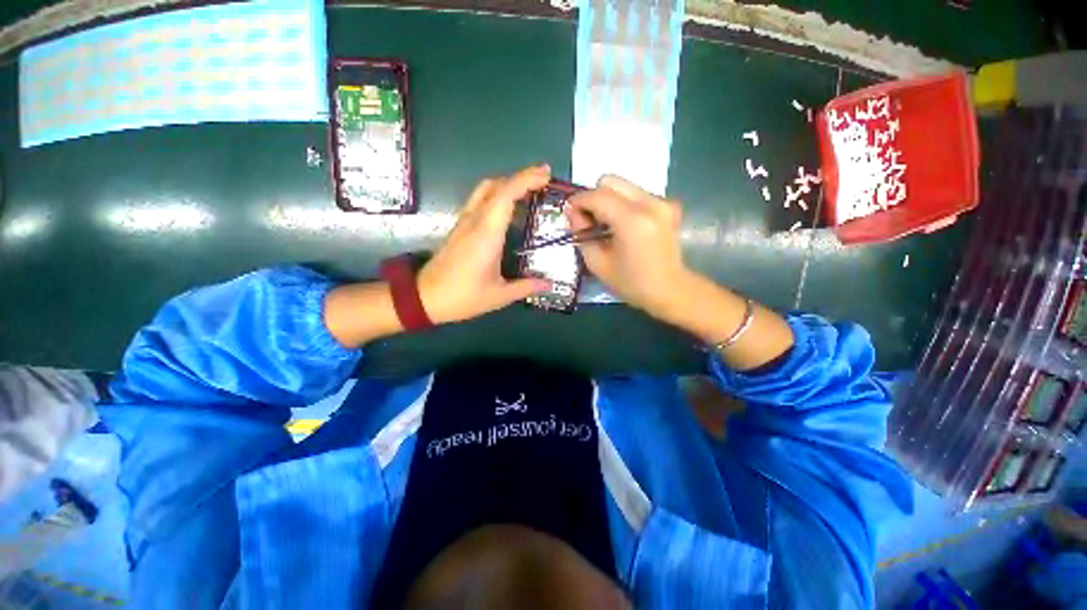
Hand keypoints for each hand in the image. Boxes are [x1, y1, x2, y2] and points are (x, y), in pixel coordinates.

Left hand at [417, 165, 552, 324]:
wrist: (425, 298)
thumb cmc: (462, 297)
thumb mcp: (498, 296)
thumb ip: (525, 287)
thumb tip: (549, 284)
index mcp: (486, 235)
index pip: (505, 195)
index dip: (526, 179)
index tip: (546, 175)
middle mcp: (474, 221)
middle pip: (496, 185)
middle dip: (521, 177)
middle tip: (543, 181)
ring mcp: (465, 222)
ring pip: (485, 190)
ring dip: (508, 184)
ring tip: (530, 191)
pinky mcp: (460, 227)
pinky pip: (480, 201)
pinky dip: (498, 195)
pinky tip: (510, 210)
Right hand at [567, 175, 692, 318]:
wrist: (669, 290)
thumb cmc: (631, 283)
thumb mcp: (597, 263)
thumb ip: (581, 234)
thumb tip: (574, 214)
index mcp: (632, 220)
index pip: (597, 195)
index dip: (578, 201)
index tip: (570, 214)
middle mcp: (650, 203)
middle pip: (611, 181)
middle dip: (594, 197)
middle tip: (589, 220)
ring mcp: (662, 202)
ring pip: (623, 186)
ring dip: (608, 200)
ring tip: (606, 225)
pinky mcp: (668, 205)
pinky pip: (636, 194)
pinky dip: (623, 204)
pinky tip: (623, 226)